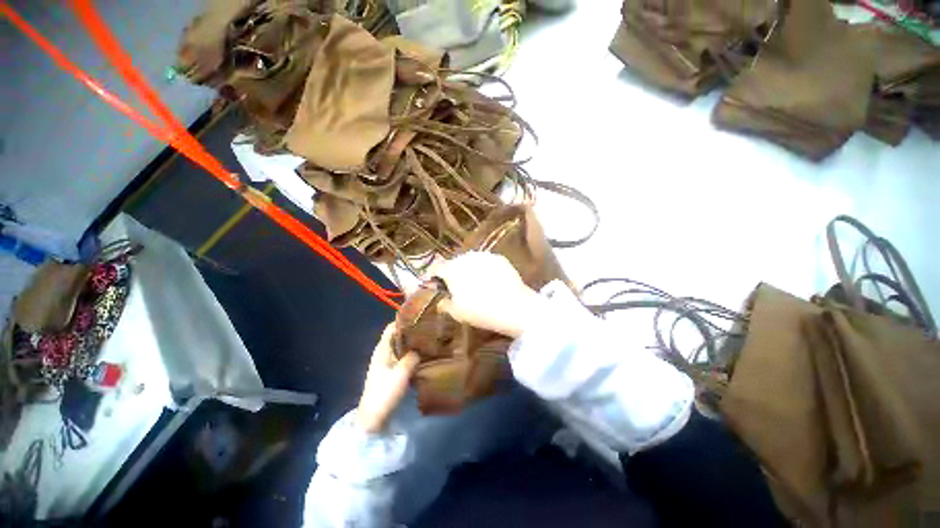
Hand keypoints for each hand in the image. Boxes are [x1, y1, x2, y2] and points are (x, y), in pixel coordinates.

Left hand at [356, 324, 419, 433]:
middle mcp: (383, 353)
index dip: (404, 320)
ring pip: (401, 347)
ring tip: (429, 341)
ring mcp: (386, 363)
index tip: (420, 317)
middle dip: (412, 332)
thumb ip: (412, 357)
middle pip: (398, 336)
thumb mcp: (401, 373)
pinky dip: (412, 355)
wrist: (373, 418)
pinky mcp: (390, 372)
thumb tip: (420, 349)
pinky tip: (423, 356)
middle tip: (429, 329)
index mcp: (382, 349)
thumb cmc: (385, 392)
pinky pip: (403, 358)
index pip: (391, 327)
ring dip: (413, 344)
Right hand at [431, 252, 543, 337]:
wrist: (513, 306)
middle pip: (454, 263)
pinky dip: (484, 269)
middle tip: (457, 287)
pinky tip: (491, 281)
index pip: (436, 268)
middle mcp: (466, 258)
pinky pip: (486, 262)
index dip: (434, 277)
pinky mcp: (499, 258)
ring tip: (475, 283)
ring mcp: (484, 256)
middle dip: (453, 273)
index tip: (436, 285)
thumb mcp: (457, 313)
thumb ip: (445, 304)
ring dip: (469, 269)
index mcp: (451, 270)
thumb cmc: (480, 311)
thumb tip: (441, 301)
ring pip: (471, 261)